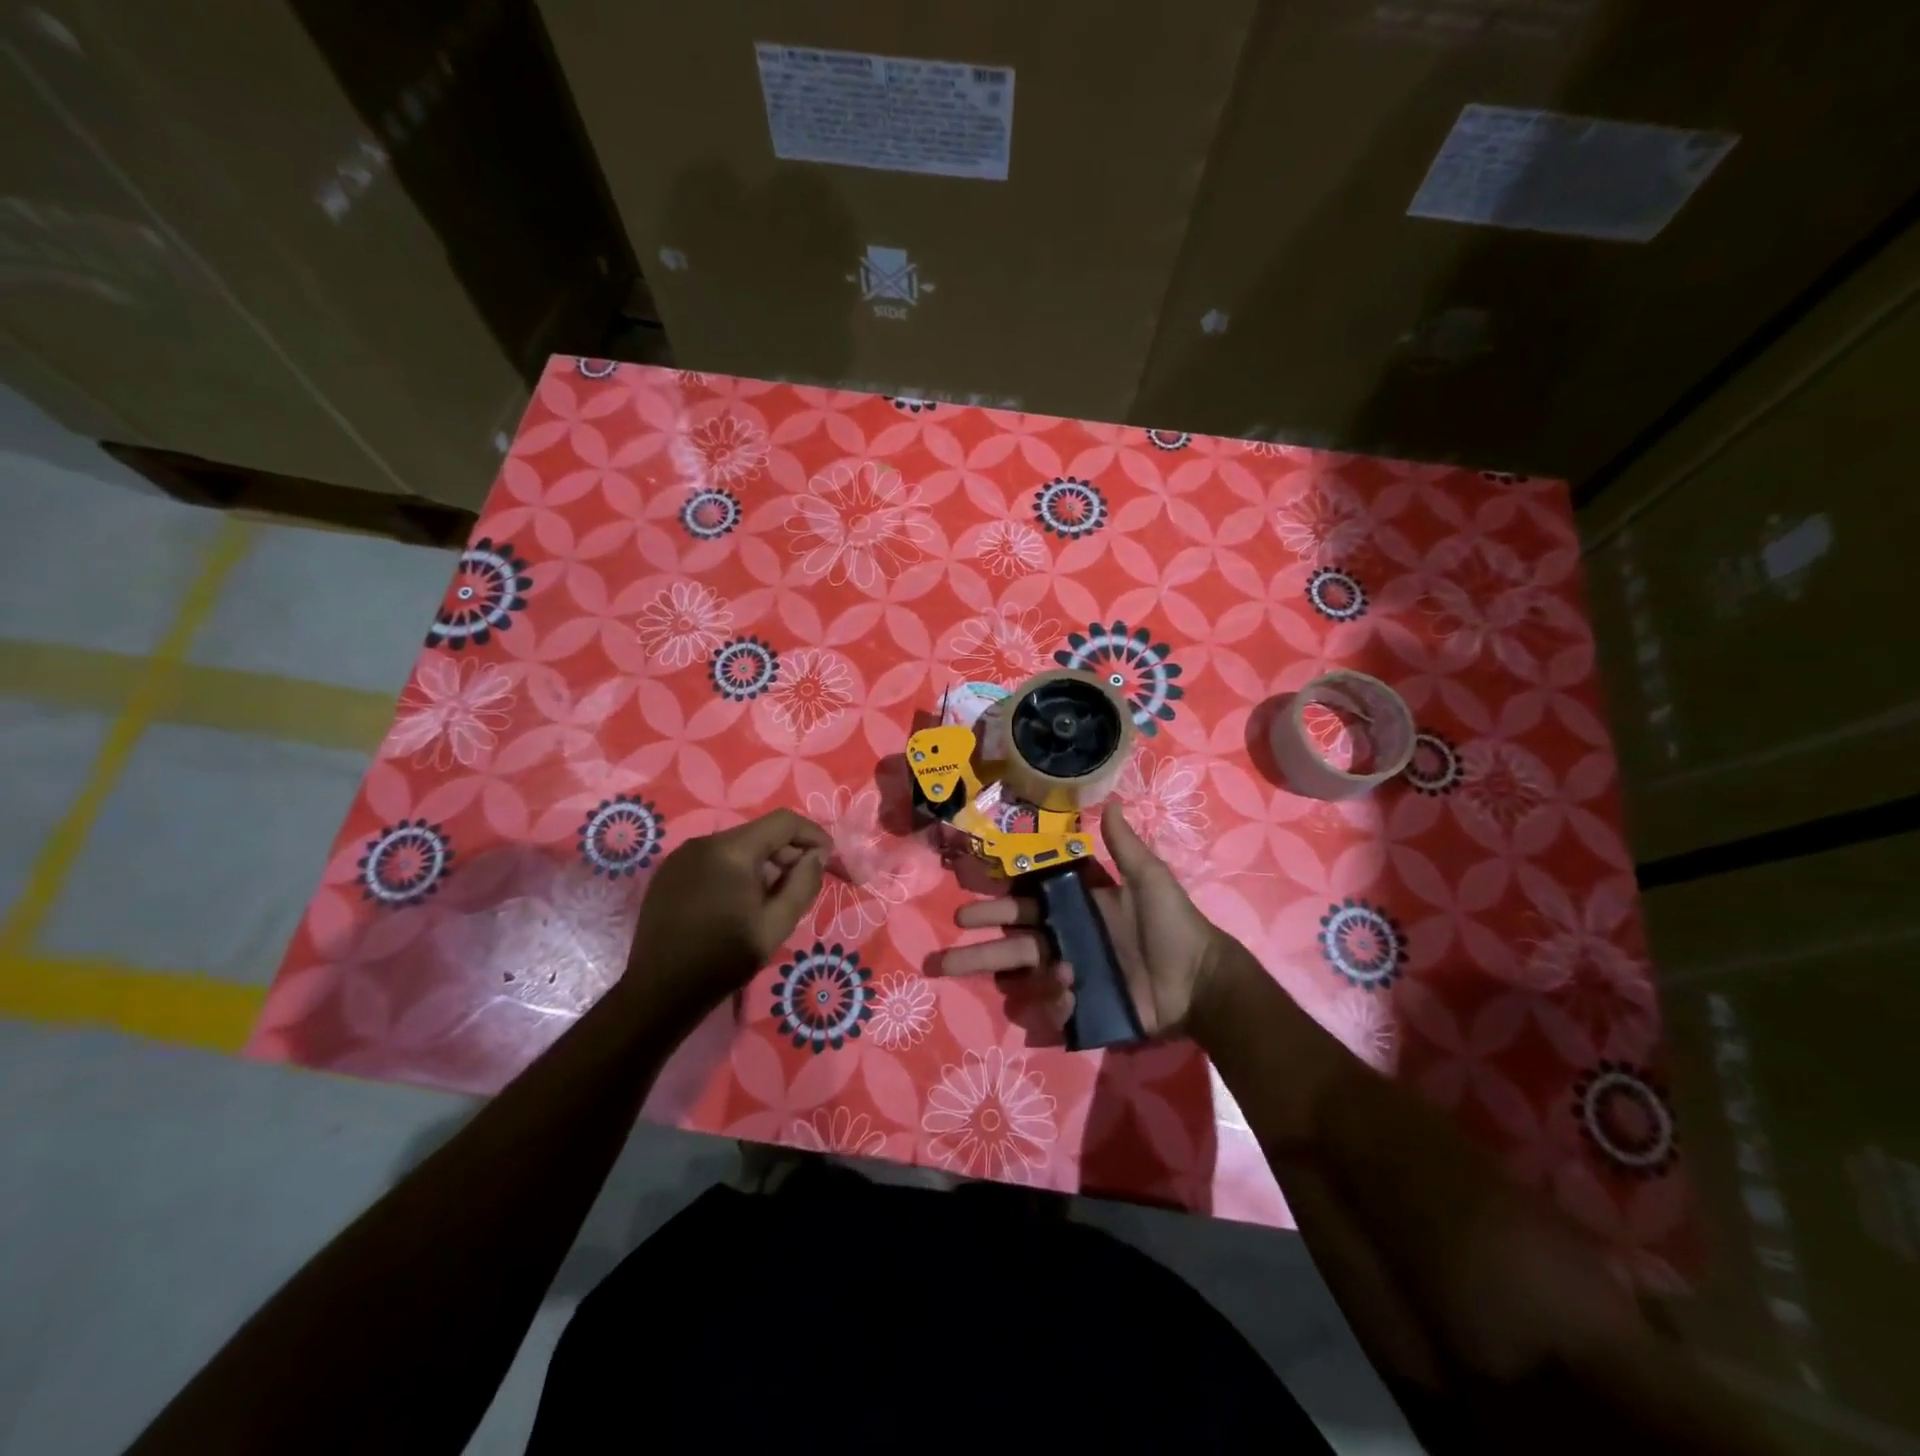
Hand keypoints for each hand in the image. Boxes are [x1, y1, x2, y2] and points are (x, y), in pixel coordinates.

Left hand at [625, 809, 829, 1017]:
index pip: (783, 822)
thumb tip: (817, 855)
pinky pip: (713, 860)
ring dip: (761, 863)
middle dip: (787, 852)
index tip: (827, 859)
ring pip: (736, 846)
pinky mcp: (668, 874)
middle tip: (802, 883)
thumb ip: (803, 883)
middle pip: (759, 833)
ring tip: (772, 897)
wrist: (660, 992)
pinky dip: (735, 871)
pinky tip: (738, 902)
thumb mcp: (776, 924)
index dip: (812, 835)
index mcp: (731, 850)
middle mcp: (703, 842)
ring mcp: (681, 857)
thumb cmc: (724, 958)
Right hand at [937, 801, 1230, 1037]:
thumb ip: (1124, 846)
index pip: (1024, 905)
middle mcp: (1064, 942)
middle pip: (1011, 945)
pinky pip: (1054, 1008)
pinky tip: (1069, 991)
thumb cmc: (1173, 924)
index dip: (995, 904)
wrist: (1201, 979)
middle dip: (977, 951)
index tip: (966, 901)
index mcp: (1074, 910)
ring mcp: (1071, 976)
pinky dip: (1053, 1002)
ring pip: (1025, 979)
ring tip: (1045, 972)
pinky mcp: (1084, 1008)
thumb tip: (1110, 802)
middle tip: (943, 954)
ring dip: (1010, 977)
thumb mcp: (1149, 879)